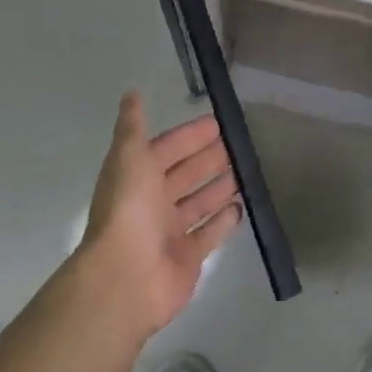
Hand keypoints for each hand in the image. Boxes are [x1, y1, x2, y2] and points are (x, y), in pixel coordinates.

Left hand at [78, 94, 241, 339]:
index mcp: (138, 176)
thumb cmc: (128, 209)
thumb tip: (131, 93)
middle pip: (186, 174)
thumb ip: (133, 126)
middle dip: (209, 158)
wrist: (125, 277)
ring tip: (245, 170)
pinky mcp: (188, 257)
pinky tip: (242, 206)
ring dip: (219, 186)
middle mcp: (153, 202)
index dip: (190, 136)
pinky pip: (210, 233)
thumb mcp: (129, 157)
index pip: (168, 149)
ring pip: (199, 202)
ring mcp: (170, 232)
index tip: (218, 123)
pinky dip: (224, 220)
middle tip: (240, 144)